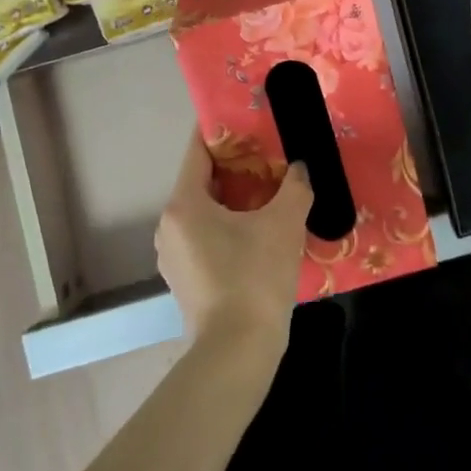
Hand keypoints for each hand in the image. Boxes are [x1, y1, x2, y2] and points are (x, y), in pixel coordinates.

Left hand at [155, 130, 311, 357]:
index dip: (221, 131)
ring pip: (205, 212)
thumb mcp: (283, 225)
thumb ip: (294, 188)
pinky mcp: (185, 280)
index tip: (245, 118)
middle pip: (202, 181)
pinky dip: (229, 227)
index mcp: (184, 204)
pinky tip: (259, 233)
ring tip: (269, 193)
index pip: (198, 151)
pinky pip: (206, 238)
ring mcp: (174, 256)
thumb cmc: (254, 278)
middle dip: (236, 167)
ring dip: (234, 200)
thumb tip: (300, 170)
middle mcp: (170, 225)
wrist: (237, 352)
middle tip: (270, 156)